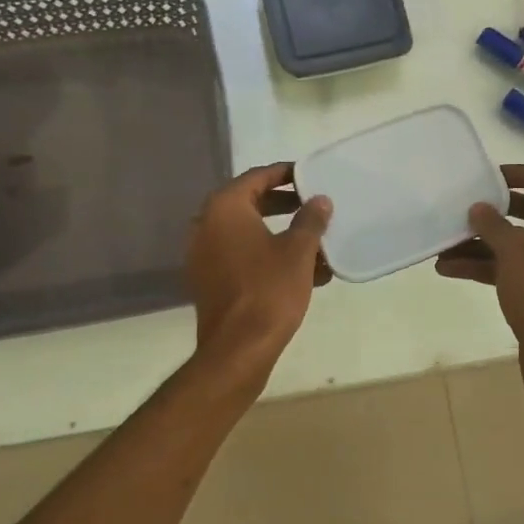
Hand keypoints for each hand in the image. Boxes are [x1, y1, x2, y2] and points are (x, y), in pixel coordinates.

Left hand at [185, 163, 332, 386]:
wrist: (238, 349)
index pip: (257, 177)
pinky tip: (302, 271)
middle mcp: (206, 225)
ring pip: (248, 233)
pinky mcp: (208, 280)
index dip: (285, 174)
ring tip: (316, 242)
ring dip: (280, 234)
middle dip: (285, 205)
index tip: (309, 175)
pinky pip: (241, 256)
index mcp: (224, 208)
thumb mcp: (298, 251)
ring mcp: (203, 254)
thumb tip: (319, 200)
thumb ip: (310, 219)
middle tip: (314, 206)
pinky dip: (267, 255)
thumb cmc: (269, 290)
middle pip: (250, 203)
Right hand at [435, 164, 523, 408]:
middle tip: (464, 206)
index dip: (522, 172)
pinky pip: (508, 270)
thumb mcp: (515, 253)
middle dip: (495, 210)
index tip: (489, 178)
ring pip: (514, 243)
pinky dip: (482, 266)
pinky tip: (448, 269)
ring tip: (443, 242)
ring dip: (480, 241)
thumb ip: (495, 225)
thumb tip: (480, 208)